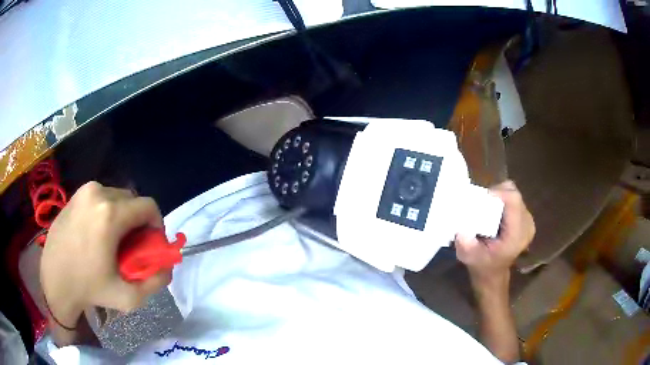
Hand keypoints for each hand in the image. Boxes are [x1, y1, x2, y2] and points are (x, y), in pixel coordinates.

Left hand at [40, 182, 171, 329]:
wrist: (55, 280)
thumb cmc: (89, 288)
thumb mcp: (127, 297)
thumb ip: (154, 282)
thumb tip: (168, 267)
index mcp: (110, 214)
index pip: (148, 206)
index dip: (156, 225)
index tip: (150, 244)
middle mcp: (98, 193)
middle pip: (132, 200)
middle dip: (138, 221)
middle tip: (132, 245)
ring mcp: (84, 191)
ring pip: (116, 197)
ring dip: (122, 216)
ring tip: (114, 240)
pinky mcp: (75, 195)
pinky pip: (100, 198)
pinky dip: (106, 212)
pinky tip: (98, 234)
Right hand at [455, 180, 534, 284]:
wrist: (493, 274)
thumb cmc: (482, 266)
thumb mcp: (469, 257)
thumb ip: (466, 244)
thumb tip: (461, 229)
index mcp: (517, 234)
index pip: (513, 200)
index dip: (497, 192)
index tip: (480, 198)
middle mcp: (527, 225)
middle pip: (514, 194)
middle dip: (496, 193)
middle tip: (481, 204)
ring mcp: (528, 221)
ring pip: (514, 194)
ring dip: (499, 196)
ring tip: (487, 208)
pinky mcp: (526, 218)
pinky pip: (514, 199)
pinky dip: (503, 200)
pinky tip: (495, 212)